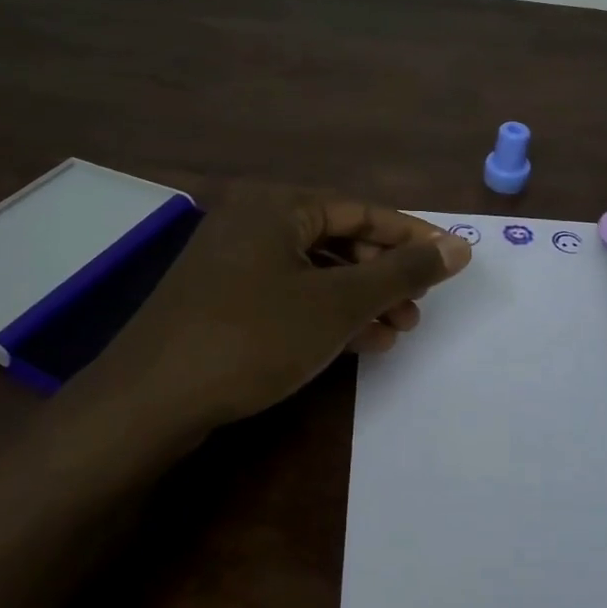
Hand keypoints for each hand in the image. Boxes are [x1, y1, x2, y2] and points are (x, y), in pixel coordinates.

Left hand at [57, 188, 472, 449]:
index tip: (449, 261)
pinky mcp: (221, 298)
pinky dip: (324, 314)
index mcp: (278, 206)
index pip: (362, 210)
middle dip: (383, 275)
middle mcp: (252, 221)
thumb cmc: (252, 337)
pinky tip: (357, 344)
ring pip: (314, 271)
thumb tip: (459, 247)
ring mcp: (232, 261)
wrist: (148, 402)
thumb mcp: (338, 304)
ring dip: (359, 300)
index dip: (411, 236)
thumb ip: (402, 272)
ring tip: (395, 331)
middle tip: (418, 308)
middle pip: (338, 239)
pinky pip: (288, 294)